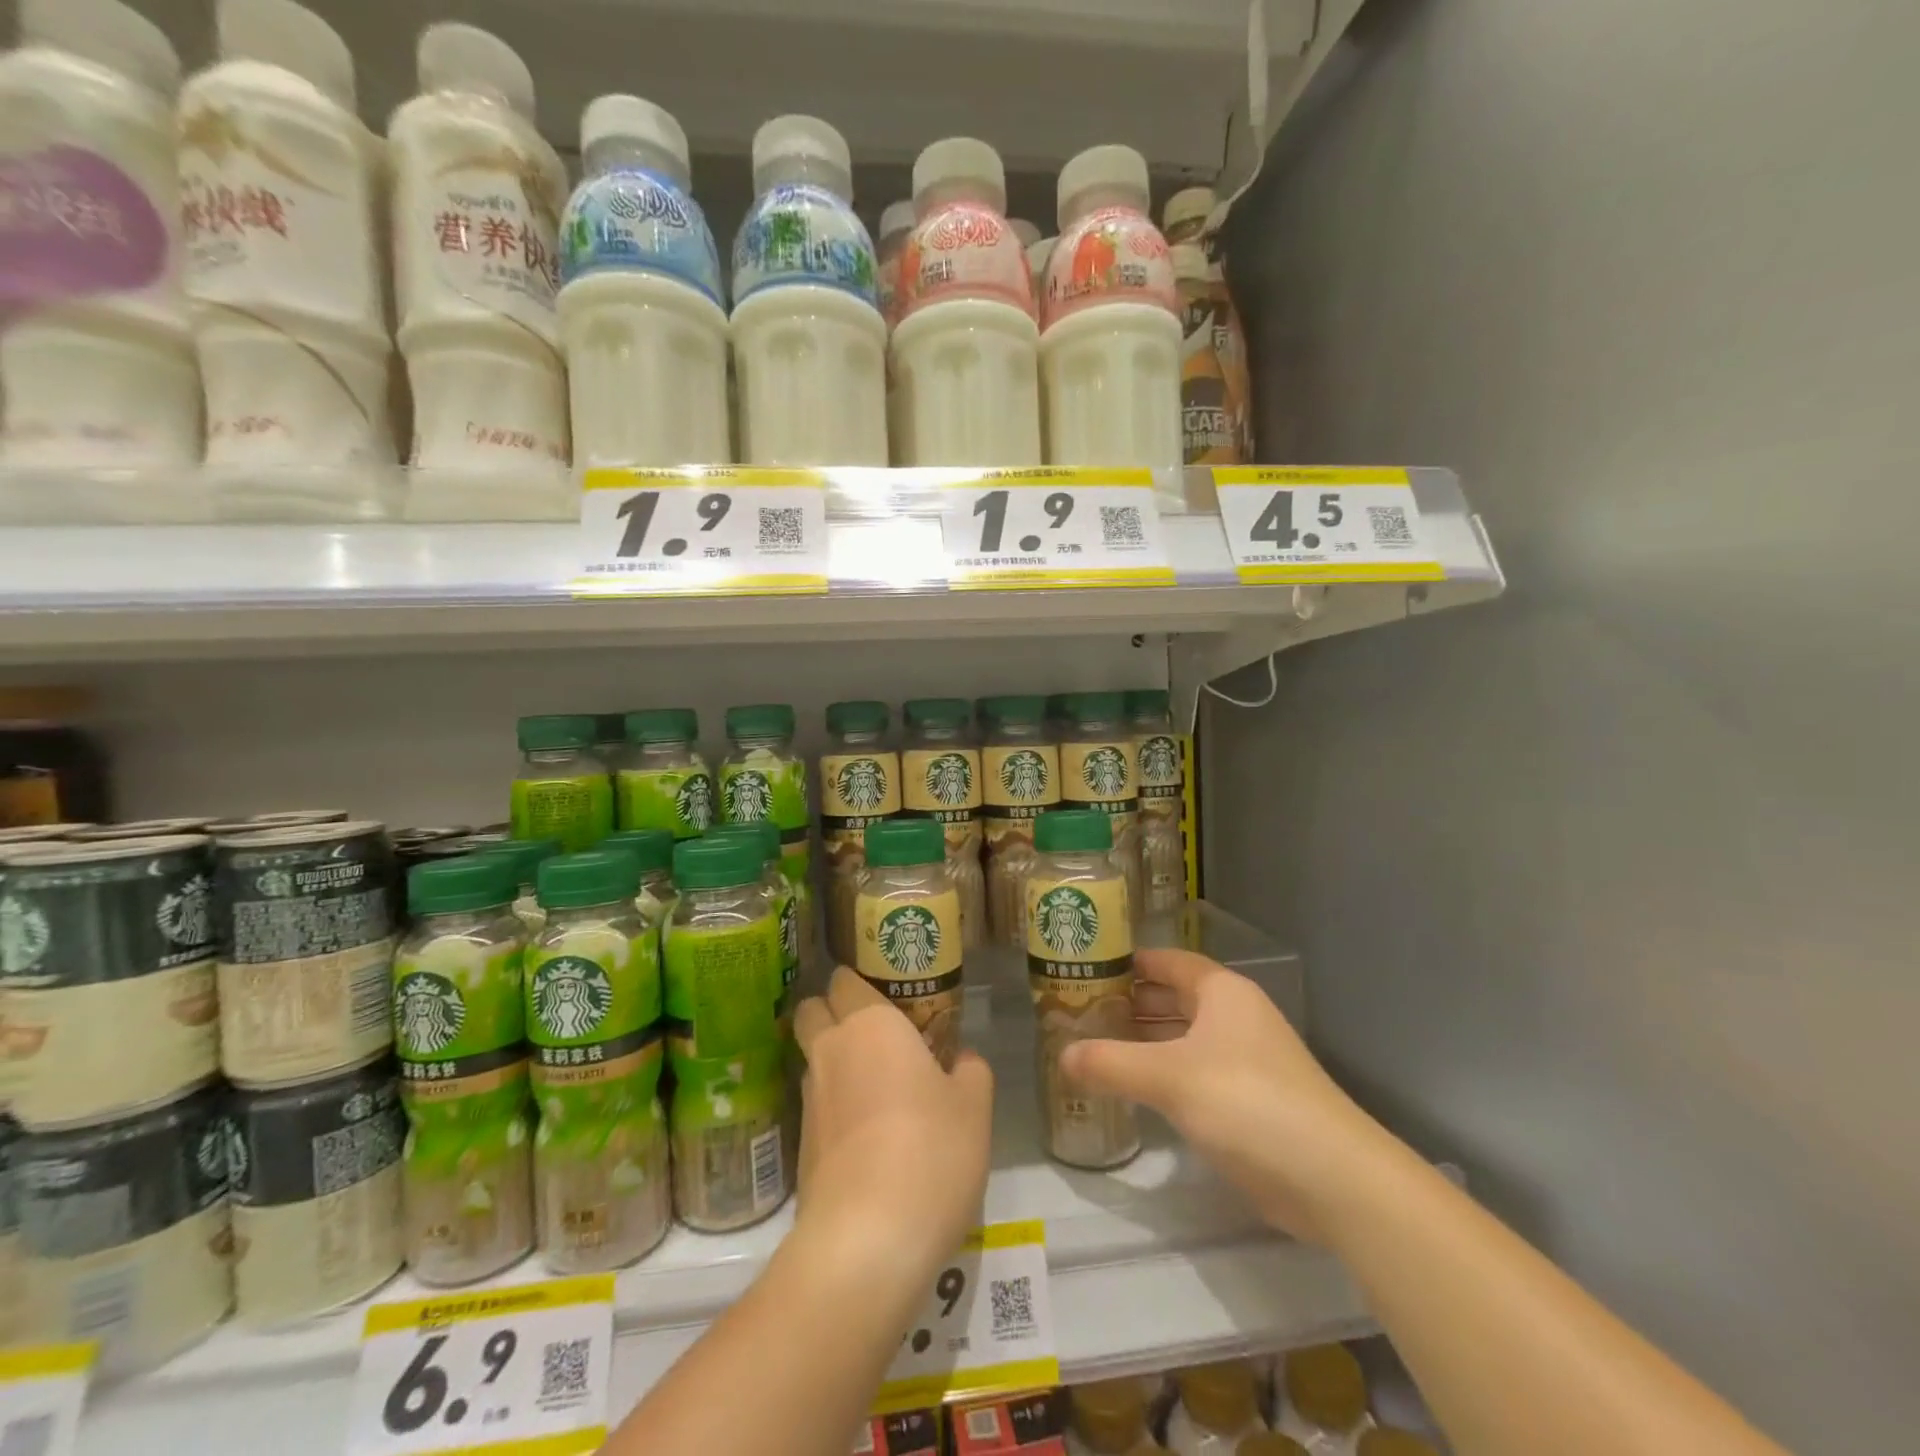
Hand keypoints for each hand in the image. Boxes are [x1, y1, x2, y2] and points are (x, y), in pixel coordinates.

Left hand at [793, 967, 994, 1282]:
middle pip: (812, 1010)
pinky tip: (866, 1137)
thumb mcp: (974, 1107)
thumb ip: (970, 1070)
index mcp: (870, 1025)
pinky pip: (816, 1108)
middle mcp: (831, 1050)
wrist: (867, 1240)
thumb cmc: (931, 1151)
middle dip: (831, 1012)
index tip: (885, 995)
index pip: (844, 980)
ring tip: (876, 1089)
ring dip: (834, 1063)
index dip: (858, 982)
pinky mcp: (799, 1147)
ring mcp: (809, 1100)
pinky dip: (834, 1109)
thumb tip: (961, 1059)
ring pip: (813, 1060)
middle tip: (873, 1034)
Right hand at [1061, 948, 1399, 1243]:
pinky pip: (1195, 1071)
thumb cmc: (1246, 1102)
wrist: (1332, 1178)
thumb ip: (1110, 1064)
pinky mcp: (1250, 1099)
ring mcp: (1246, 1058)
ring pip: (1183, 1036)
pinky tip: (1135, 1089)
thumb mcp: (1169, 1078)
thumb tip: (1062, 1056)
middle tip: (1079, 1011)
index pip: (1167, 961)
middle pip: (1174, 997)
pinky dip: (1164, 1074)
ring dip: (1145, 1041)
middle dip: (1130, 1003)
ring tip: (1096, 1047)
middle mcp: (1234, 1016)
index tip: (1086, 968)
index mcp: (1222, 992)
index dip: (1129, 962)